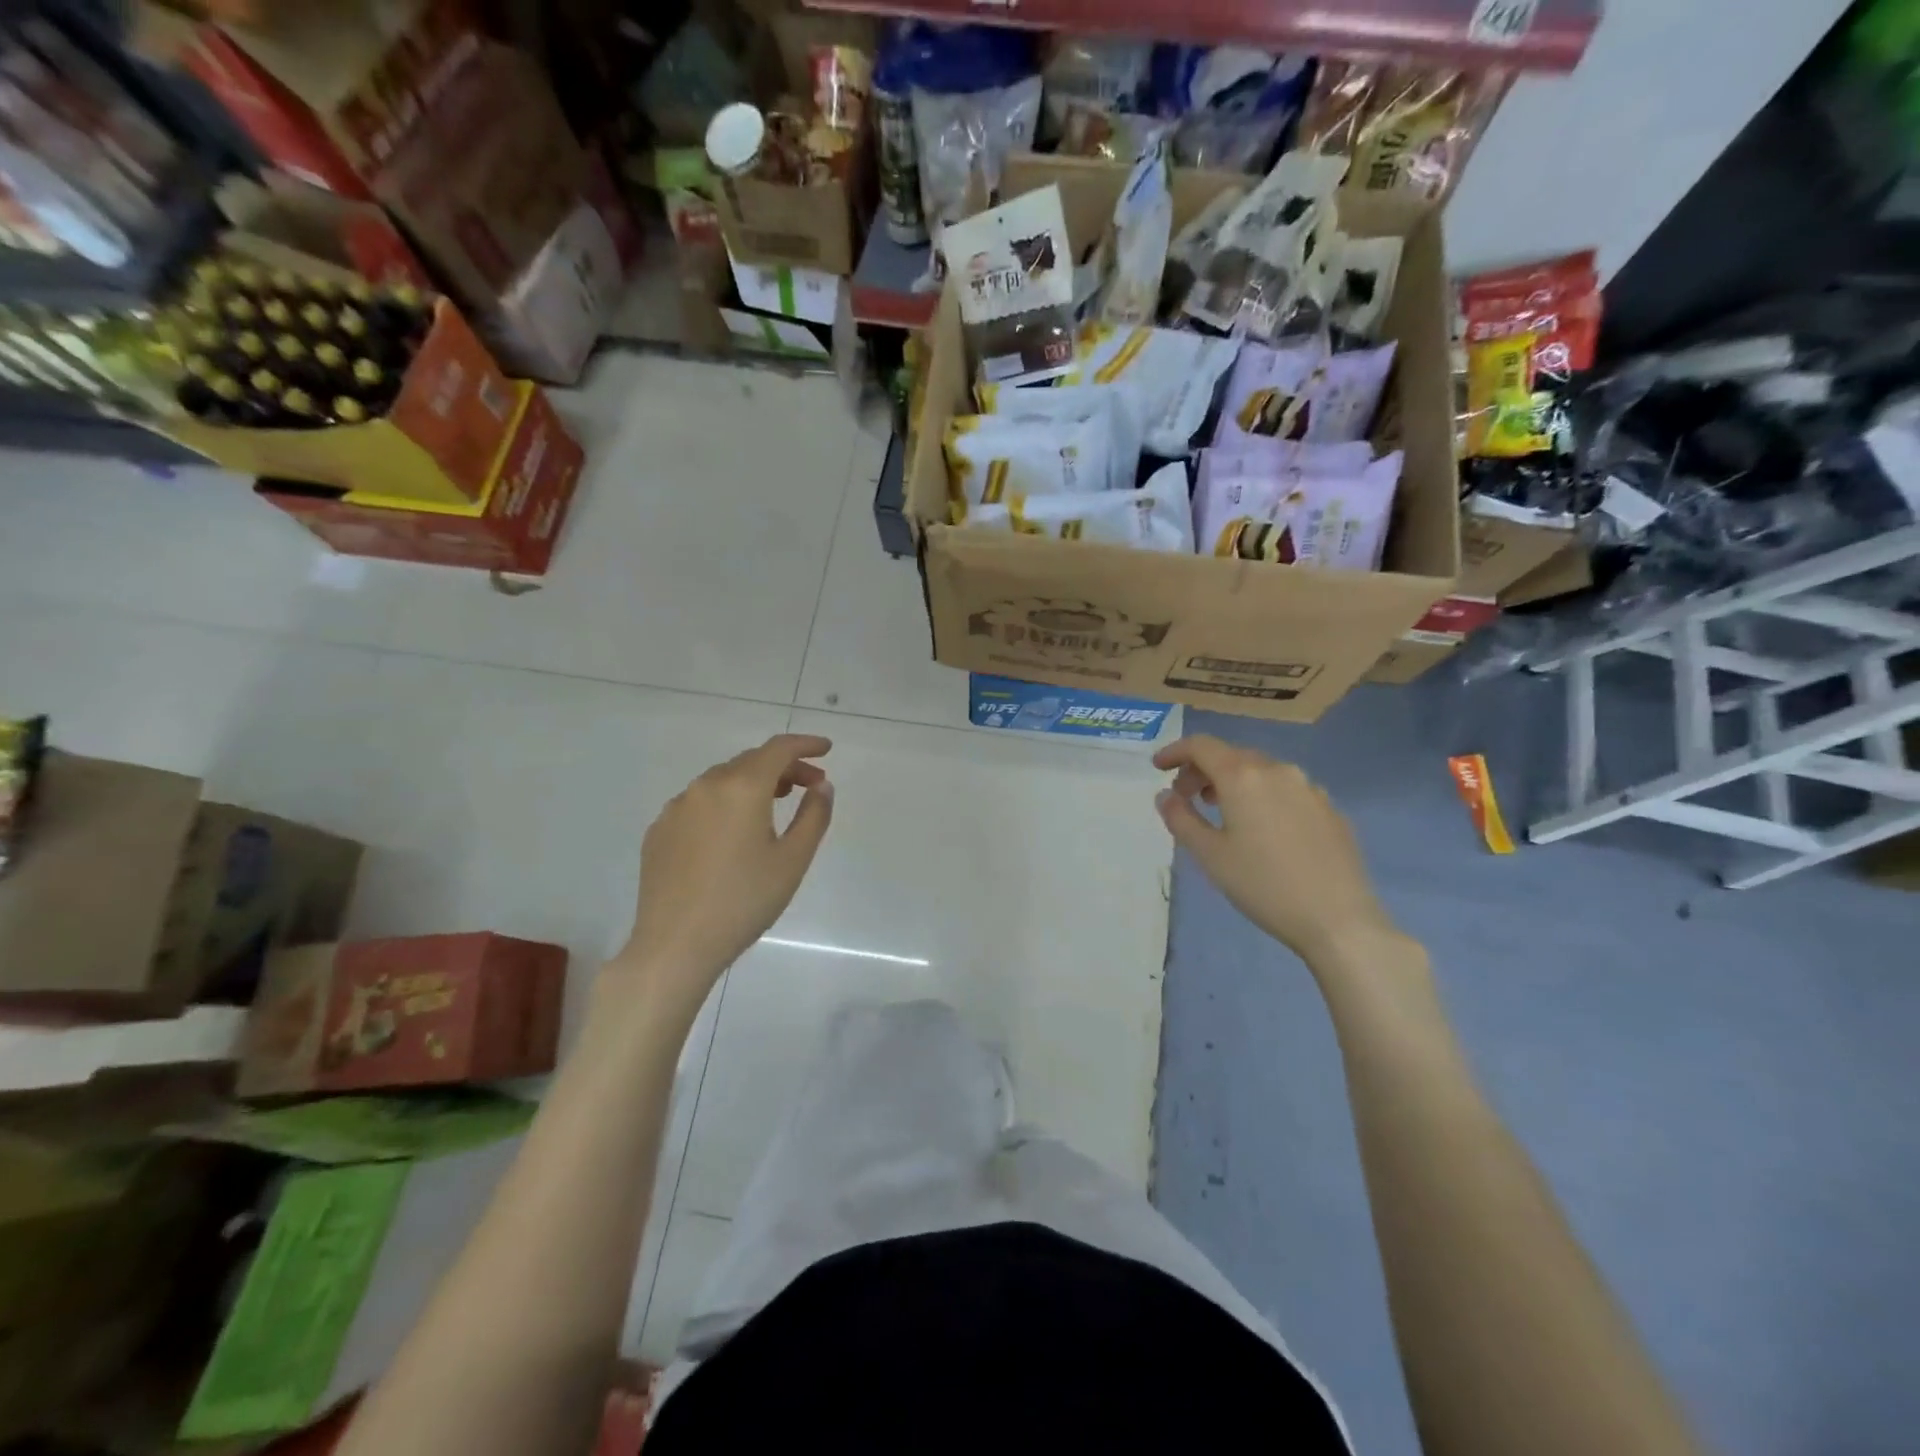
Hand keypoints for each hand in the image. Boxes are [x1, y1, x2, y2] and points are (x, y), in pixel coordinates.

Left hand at [616, 735, 833, 1004]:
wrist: (674, 945)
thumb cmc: (743, 901)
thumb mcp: (793, 860)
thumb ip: (814, 815)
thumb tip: (821, 787)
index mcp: (741, 788)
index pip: (778, 749)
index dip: (806, 744)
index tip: (826, 750)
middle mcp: (705, 786)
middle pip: (750, 761)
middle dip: (784, 767)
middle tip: (810, 787)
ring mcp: (676, 808)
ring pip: (722, 781)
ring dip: (753, 784)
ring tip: (774, 805)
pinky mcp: (659, 831)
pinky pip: (699, 803)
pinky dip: (724, 804)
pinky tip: (733, 833)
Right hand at [1154, 736, 1397, 968]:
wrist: (1339, 919)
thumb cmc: (1263, 885)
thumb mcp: (1209, 855)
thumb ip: (1181, 818)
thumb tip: (1165, 795)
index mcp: (1243, 776)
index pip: (1201, 746)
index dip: (1175, 751)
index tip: (1158, 767)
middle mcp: (1278, 770)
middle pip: (1231, 755)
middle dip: (1202, 770)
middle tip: (1185, 797)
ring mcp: (1309, 788)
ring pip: (1261, 771)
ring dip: (1233, 782)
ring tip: (1221, 811)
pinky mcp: (1330, 809)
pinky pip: (1286, 789)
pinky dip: (1262, 795)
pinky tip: (1262, 828)